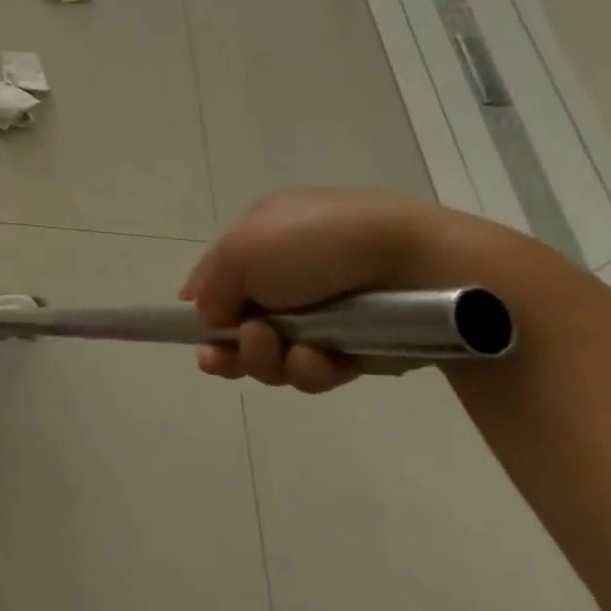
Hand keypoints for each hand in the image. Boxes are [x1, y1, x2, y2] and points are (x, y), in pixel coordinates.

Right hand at [183, 189, 491, 393]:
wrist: (420, 266)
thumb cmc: (318, 243)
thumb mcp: (242, 249)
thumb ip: (211, 285)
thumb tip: (205, 316)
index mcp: (263, 239)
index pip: (219, 277)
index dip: (200, 306)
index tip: (189, 333)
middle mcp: (288, 276)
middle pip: (239, 325)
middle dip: (229, 347)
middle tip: (223, 360)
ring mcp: (322, 314)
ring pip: (272, 354)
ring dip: (265, 359)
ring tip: (277, 349)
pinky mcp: (356, 349)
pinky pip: (315, 371)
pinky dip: (309, 369)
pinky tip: (318, 359)